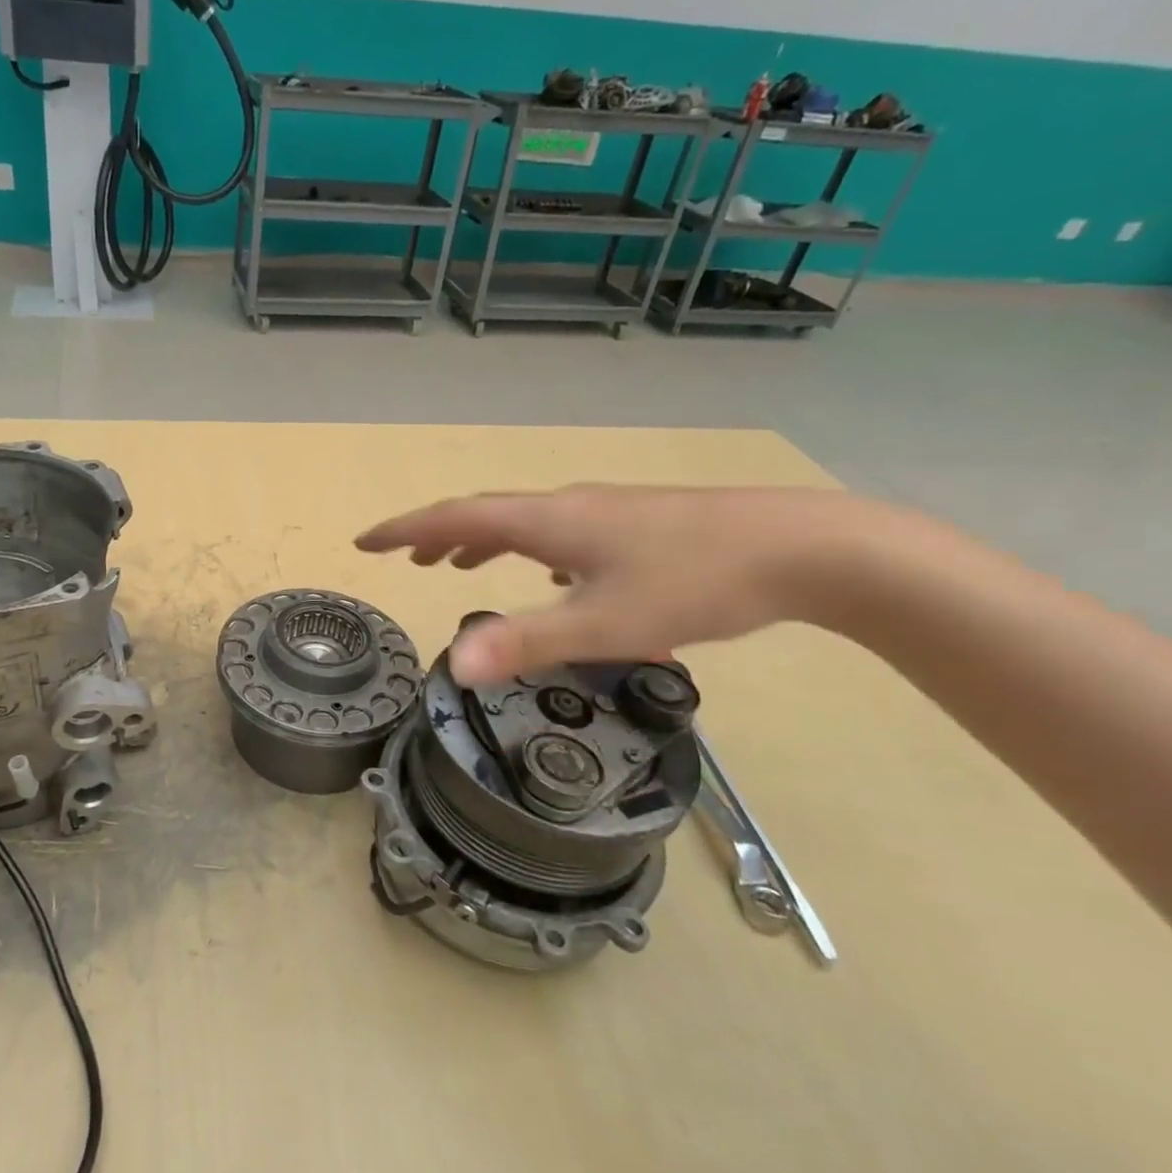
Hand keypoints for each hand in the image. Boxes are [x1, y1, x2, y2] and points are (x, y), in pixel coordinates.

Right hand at [356, 485, 866, 682]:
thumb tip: (451, 665)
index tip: (365, 541)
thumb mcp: (605, 624)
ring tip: (456, 566)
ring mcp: (604, 512)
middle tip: (404, 559)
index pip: (455, 518)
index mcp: (549, 522)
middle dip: (436, 535)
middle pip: (484, 514)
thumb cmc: (697, 584)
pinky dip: (524, 548)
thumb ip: (526, 642)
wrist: (806, 548)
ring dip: (479, 541)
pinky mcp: (634, 525)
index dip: (405, 530)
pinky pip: (556, 532)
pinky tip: (544, 571)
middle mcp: (568, 507)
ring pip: (523, 522)